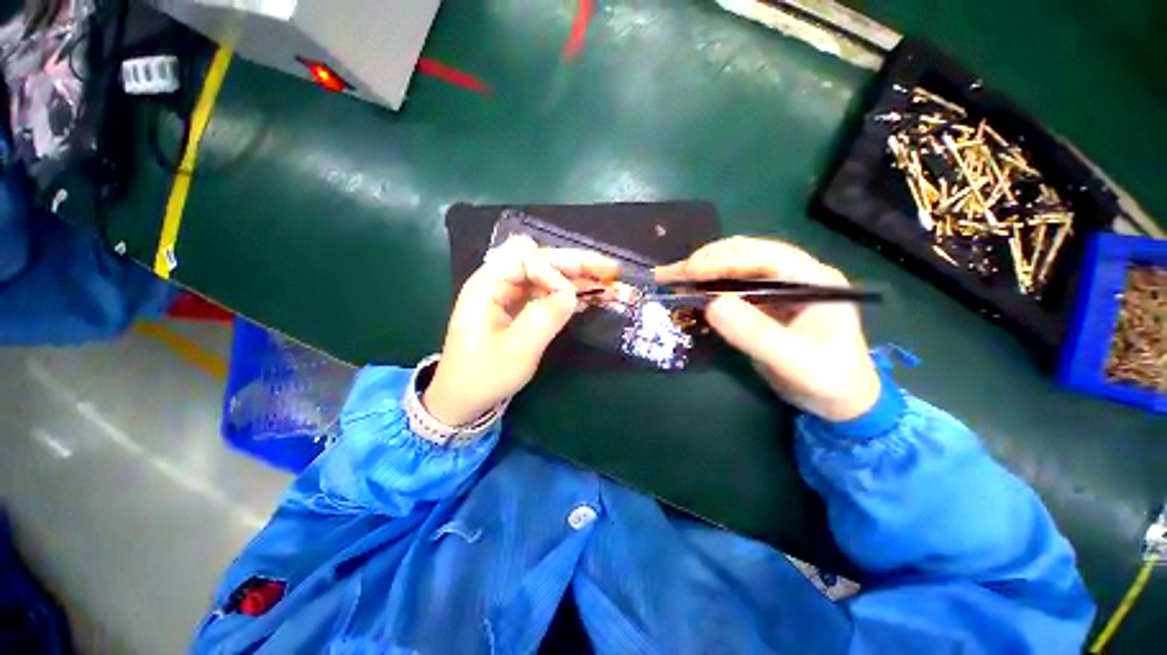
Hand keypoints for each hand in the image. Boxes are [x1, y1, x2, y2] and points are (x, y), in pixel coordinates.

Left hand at [424, 236, 618, 425]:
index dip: (554, 270)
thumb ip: (544, 317)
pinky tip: (590, 297)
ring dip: (577, 278)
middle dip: (575, 264)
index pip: (526, 260)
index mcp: (488, 286)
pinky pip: (547, 294)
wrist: (463, 399)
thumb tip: (571, 293)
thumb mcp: (516, 350)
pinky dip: (568, 294)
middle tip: (610, 267)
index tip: (573, 294)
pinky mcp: (519, 309)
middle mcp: (499, 283)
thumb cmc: (483, 376)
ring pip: (548, 277)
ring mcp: (509, 296)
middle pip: (541, 262)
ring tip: (608, 281)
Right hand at [656, 237, 879, 421]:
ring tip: (669, 278)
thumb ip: (755, 333)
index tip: (690, 270)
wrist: (839, 401)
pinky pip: (729, 287)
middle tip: (669, 274)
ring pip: (733, 268)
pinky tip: (686, 292)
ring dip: (700, 272)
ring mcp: (775, 287)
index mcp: (812, 279)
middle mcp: (793, 275)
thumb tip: (711, 305)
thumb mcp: (794, 361)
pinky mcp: (761, 302)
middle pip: (744, 255)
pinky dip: (705, 288)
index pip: (764, 256)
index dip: (724, 259)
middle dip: (705, 261)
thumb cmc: (827, 380)